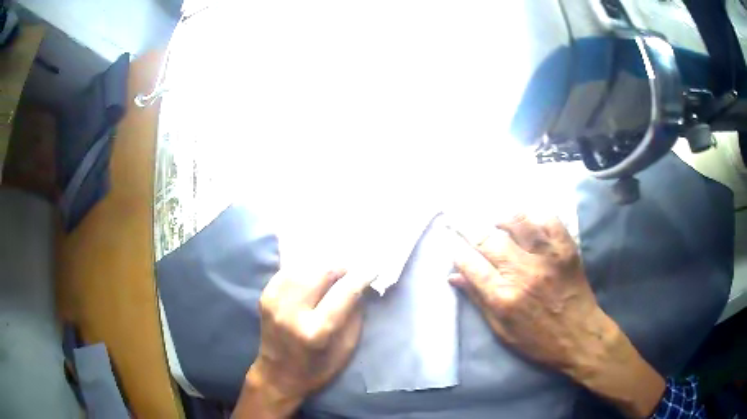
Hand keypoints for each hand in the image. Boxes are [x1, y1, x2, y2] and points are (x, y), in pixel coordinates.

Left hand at [233, 268, 370, 418]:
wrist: (278, 374)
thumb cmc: (318, 368)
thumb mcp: (345, 349)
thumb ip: (354, 316)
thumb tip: (360, 286)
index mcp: (316, 331)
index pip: (343, 293)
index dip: (361, 277)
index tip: (372, 269)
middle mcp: (292, 313)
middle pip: (319, 272)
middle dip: (339, 267)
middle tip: (350, 270)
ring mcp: (274, 303)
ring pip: (302, 267)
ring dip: (321, 265)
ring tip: (332, 271)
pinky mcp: (264, 297)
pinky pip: (287, 272)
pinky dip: (303, 269)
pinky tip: (311, 275)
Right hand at [450, 214, 664, 417]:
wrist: (581, 337)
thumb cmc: (538, 341)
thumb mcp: (502, 330)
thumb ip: (478, 301)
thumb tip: (454, 276)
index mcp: (503, 298)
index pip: (471, 264)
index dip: (457, 250)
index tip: (451, 241)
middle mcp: (523, 273)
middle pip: (489, 240)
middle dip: (472, 229)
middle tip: (466, 223)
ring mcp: (547, 258)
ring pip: (518, 223)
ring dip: (502, 217)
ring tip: (497, 220)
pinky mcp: (566, 250)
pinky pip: (549, 220)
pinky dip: (535, 213)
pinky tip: (527, 217)